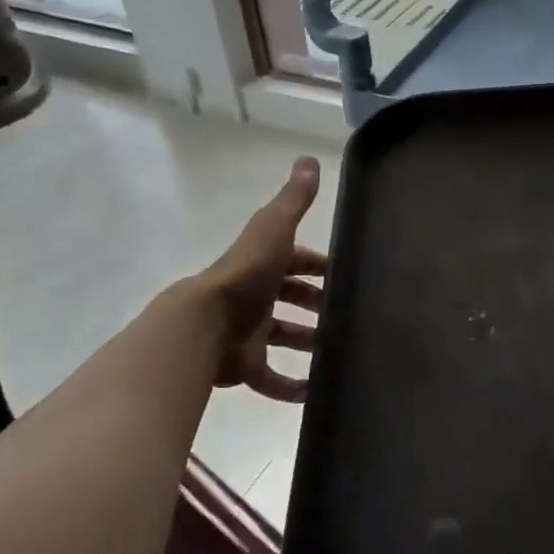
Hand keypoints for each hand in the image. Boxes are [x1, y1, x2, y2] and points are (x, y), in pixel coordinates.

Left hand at [194, 157, 326, 402]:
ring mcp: (249, 333)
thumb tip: (310, 160)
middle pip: (292, 299)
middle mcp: (256, 296)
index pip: (298, 261)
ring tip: (339, 353)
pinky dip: (290, 387)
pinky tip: (314, 393)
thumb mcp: (274, 229)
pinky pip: (270, 379)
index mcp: (264, 264)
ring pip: (284, 337)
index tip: (348, 277)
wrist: (204, 325)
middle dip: (318, 305)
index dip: (320, 266)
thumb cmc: (246, 275)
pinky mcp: (244, 366)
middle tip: (349, 316)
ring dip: (308, 343)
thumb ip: (294, 199)